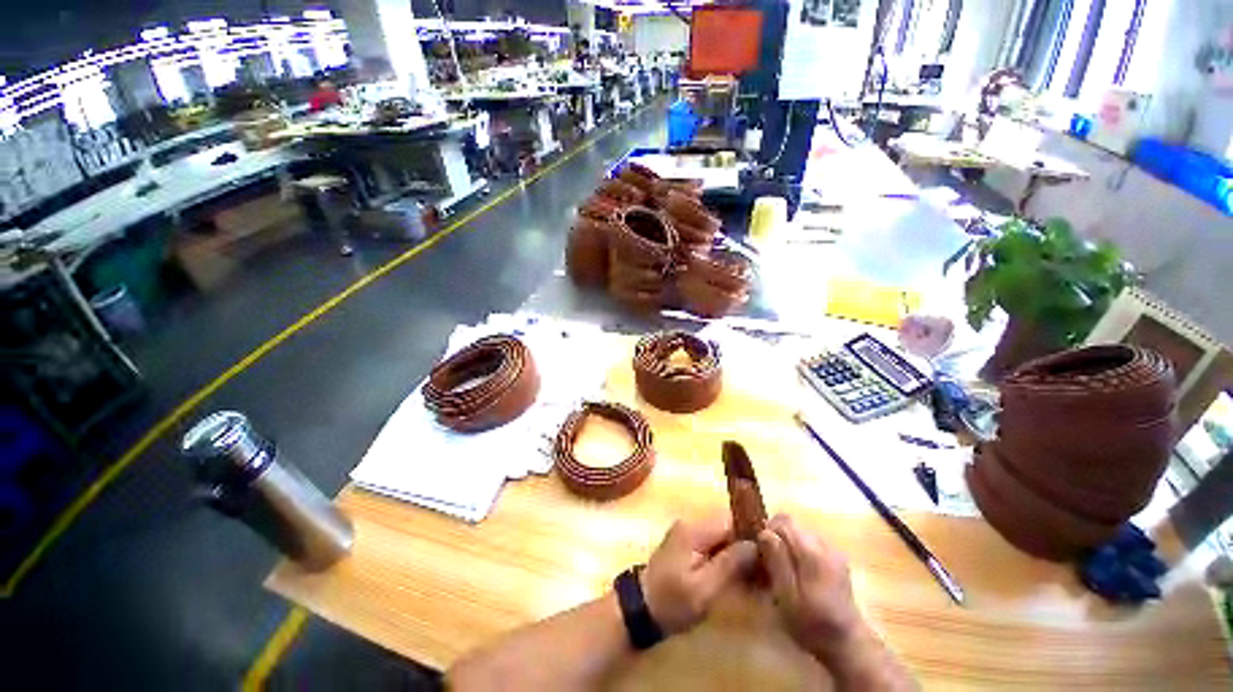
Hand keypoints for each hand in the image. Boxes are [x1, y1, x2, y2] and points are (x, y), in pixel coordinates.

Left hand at [640, 516, 757, 634]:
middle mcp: (691, 523)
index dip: (751, 535)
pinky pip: (713, 543)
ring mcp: (688, 532)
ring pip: (722, 535)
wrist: (640, 608)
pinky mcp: (687, 543)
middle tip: (762, 571)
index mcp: (694, 529)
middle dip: (745, 545)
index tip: (768, 556)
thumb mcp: (704, 589)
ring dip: (736, 552)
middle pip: (727, 526)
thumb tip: (756, 544)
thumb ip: (730, 564)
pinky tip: (735, 575)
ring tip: (752, 575)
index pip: (731, 520)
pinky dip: (725, 556)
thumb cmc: (672, 601)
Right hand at [757, 514, 863, 660]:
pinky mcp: (836, 559)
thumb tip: (764, 532)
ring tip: (782, 571)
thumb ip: (776, 560)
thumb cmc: (812, 624)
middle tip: (769, 563)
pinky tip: (798, 574)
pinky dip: (799, 552)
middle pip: (791, 525)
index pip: (783, 521)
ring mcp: (833, 551)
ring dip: (787, 546)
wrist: (848, 644)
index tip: (761, 552)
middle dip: (777, 538)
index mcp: (812, 552)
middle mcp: (824, 545)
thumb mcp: (787, 596)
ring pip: (799, 533)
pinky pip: (810, 543)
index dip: (768, 530)